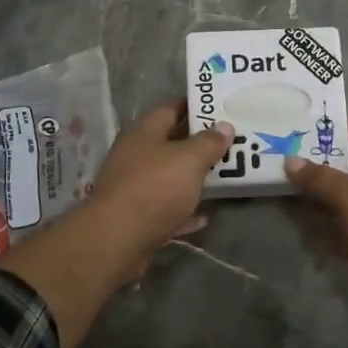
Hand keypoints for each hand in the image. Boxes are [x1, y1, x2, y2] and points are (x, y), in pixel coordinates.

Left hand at [86, 100, 234, 270]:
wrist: (117, 240)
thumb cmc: (155, 188)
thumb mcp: (189, 159)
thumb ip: (209, 142)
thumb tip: (225, 126)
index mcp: (144, 132)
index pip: (171, 108)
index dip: (195, 106)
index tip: (221, 109)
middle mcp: (135, 155)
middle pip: (170, 143)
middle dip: (198, 143)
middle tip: (230, 143)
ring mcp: (134, 187)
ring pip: (168, 176)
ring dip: (192, 178)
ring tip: (223, 176)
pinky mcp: (136, 217)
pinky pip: (166, 208)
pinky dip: (184, 210)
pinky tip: (204, 217)